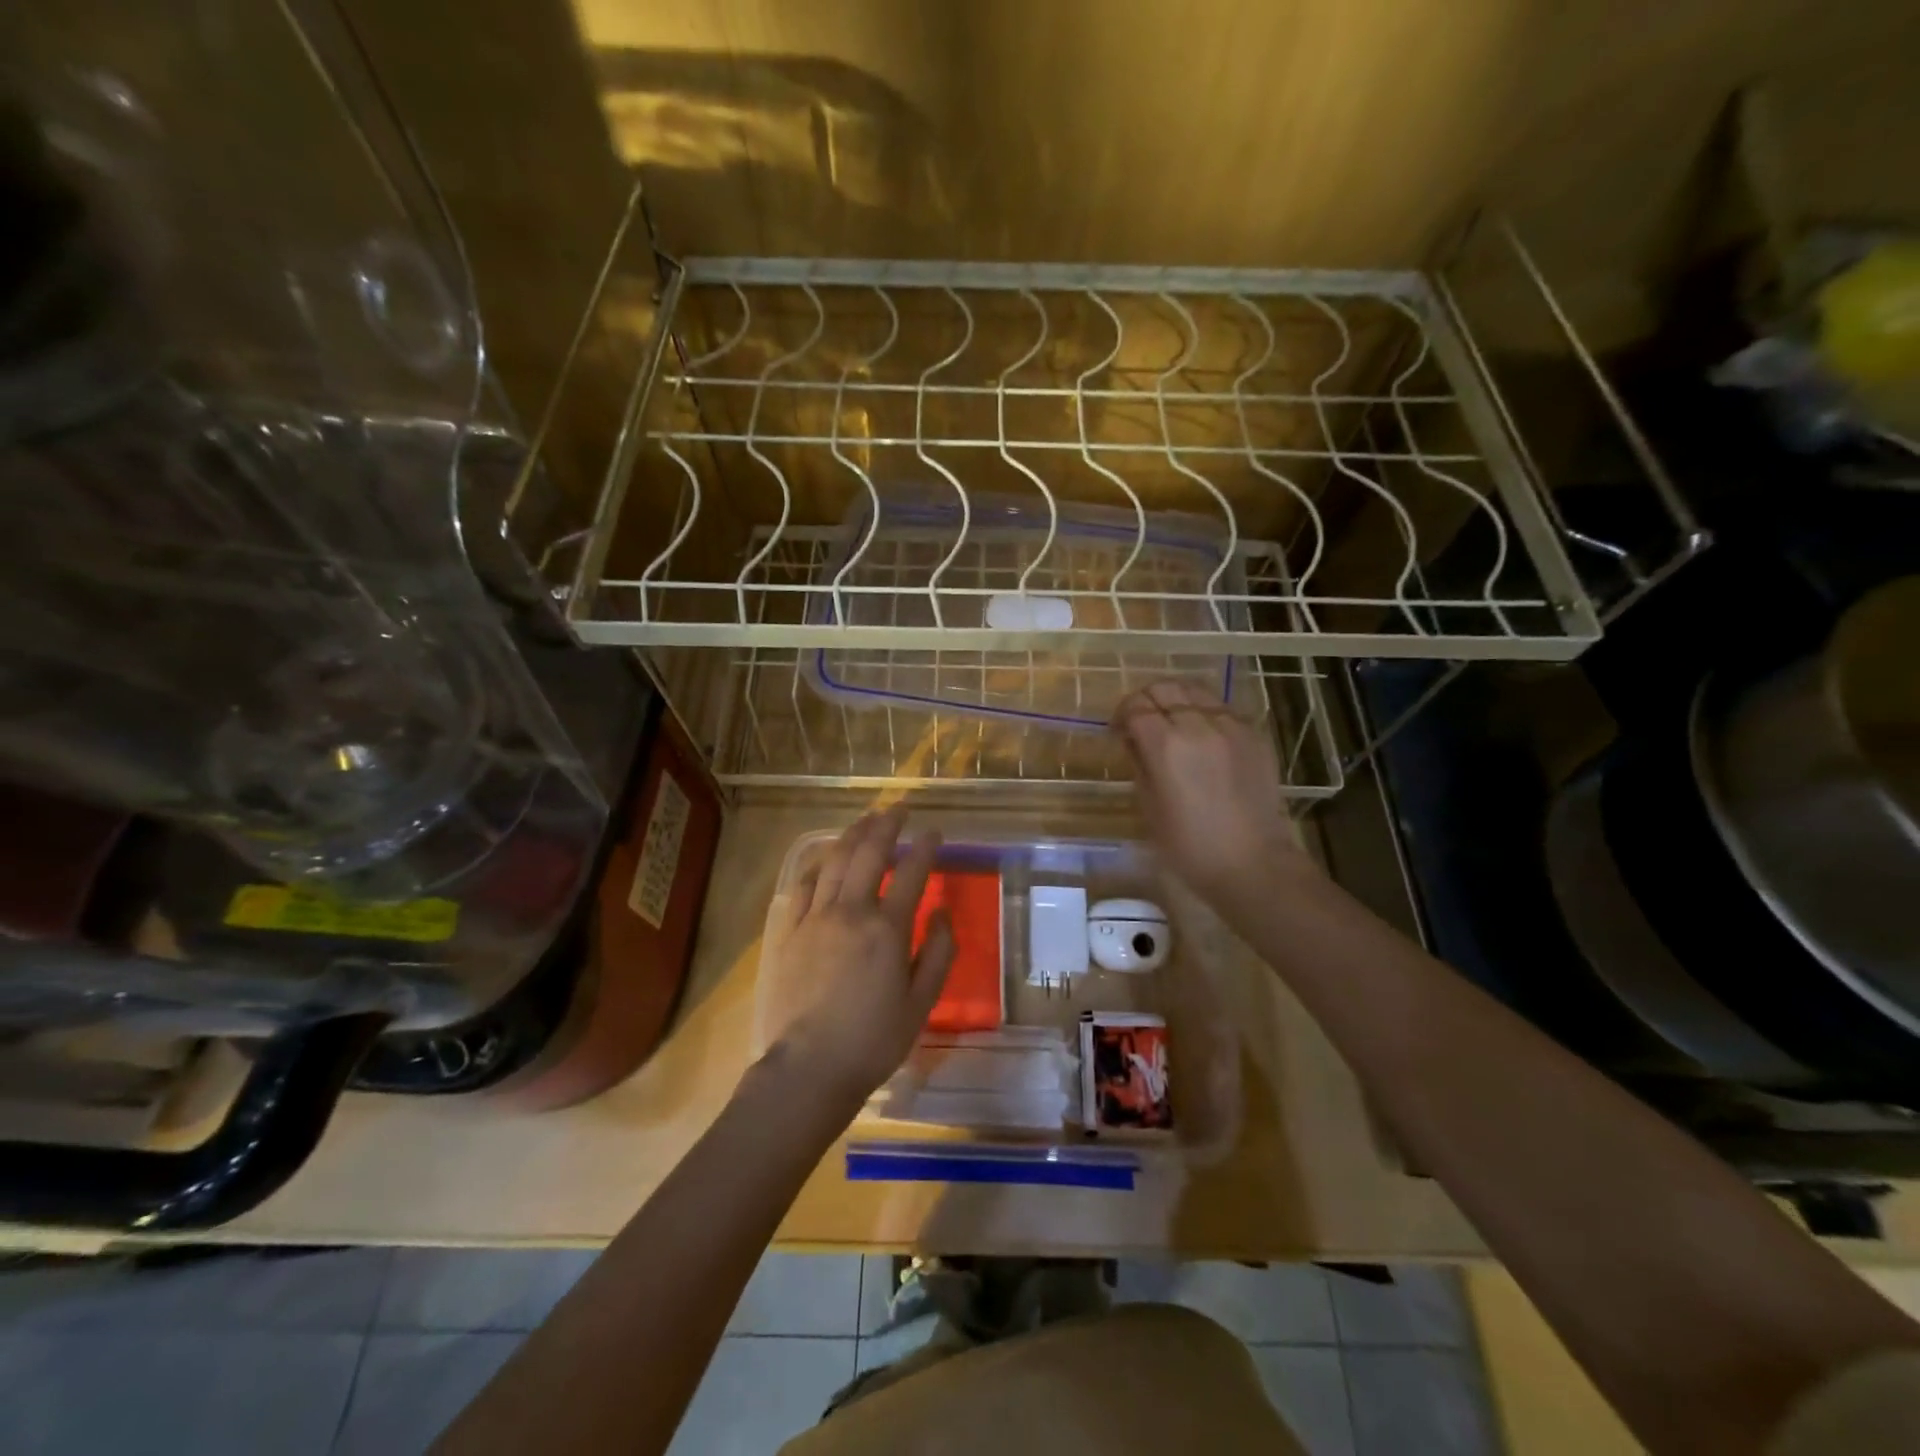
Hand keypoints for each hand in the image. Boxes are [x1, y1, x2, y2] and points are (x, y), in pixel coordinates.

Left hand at [763, 806, 954, 1105]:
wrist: (808, 1068)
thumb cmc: (873, 1040)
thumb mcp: (922, 1003)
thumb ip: (938, 952)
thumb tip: (940, 912)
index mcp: (887, 928)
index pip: (911, 872)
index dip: (925, 847)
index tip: (934, 832)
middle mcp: (850, 911)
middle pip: (869, 852)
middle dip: (887, 824)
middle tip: (900, 808)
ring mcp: (814, 917)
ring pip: (834, 860)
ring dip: (853, 834)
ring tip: (867, 819)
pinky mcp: (788, 931)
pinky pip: (802, 885)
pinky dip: (818, 864)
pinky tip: (825, 857)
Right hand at [1112, 680, 1311, 904]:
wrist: (1252, 864)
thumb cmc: (1189, 846)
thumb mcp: (1148, 806)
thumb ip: (1139, 763)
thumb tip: (1135, 740)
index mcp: (1166, 745)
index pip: (1136, 706)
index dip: (1121, 714)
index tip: (1118, 731)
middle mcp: (1198, 726)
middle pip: (1165, 689)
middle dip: (1146, 700)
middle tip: (1141, 722)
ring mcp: (1231, 727)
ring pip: (1195, 690)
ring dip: (1176, 700)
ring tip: (1172, 722)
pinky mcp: (1254, 735)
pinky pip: (1222, 708)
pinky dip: (1205, 712)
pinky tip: (1203, 735)